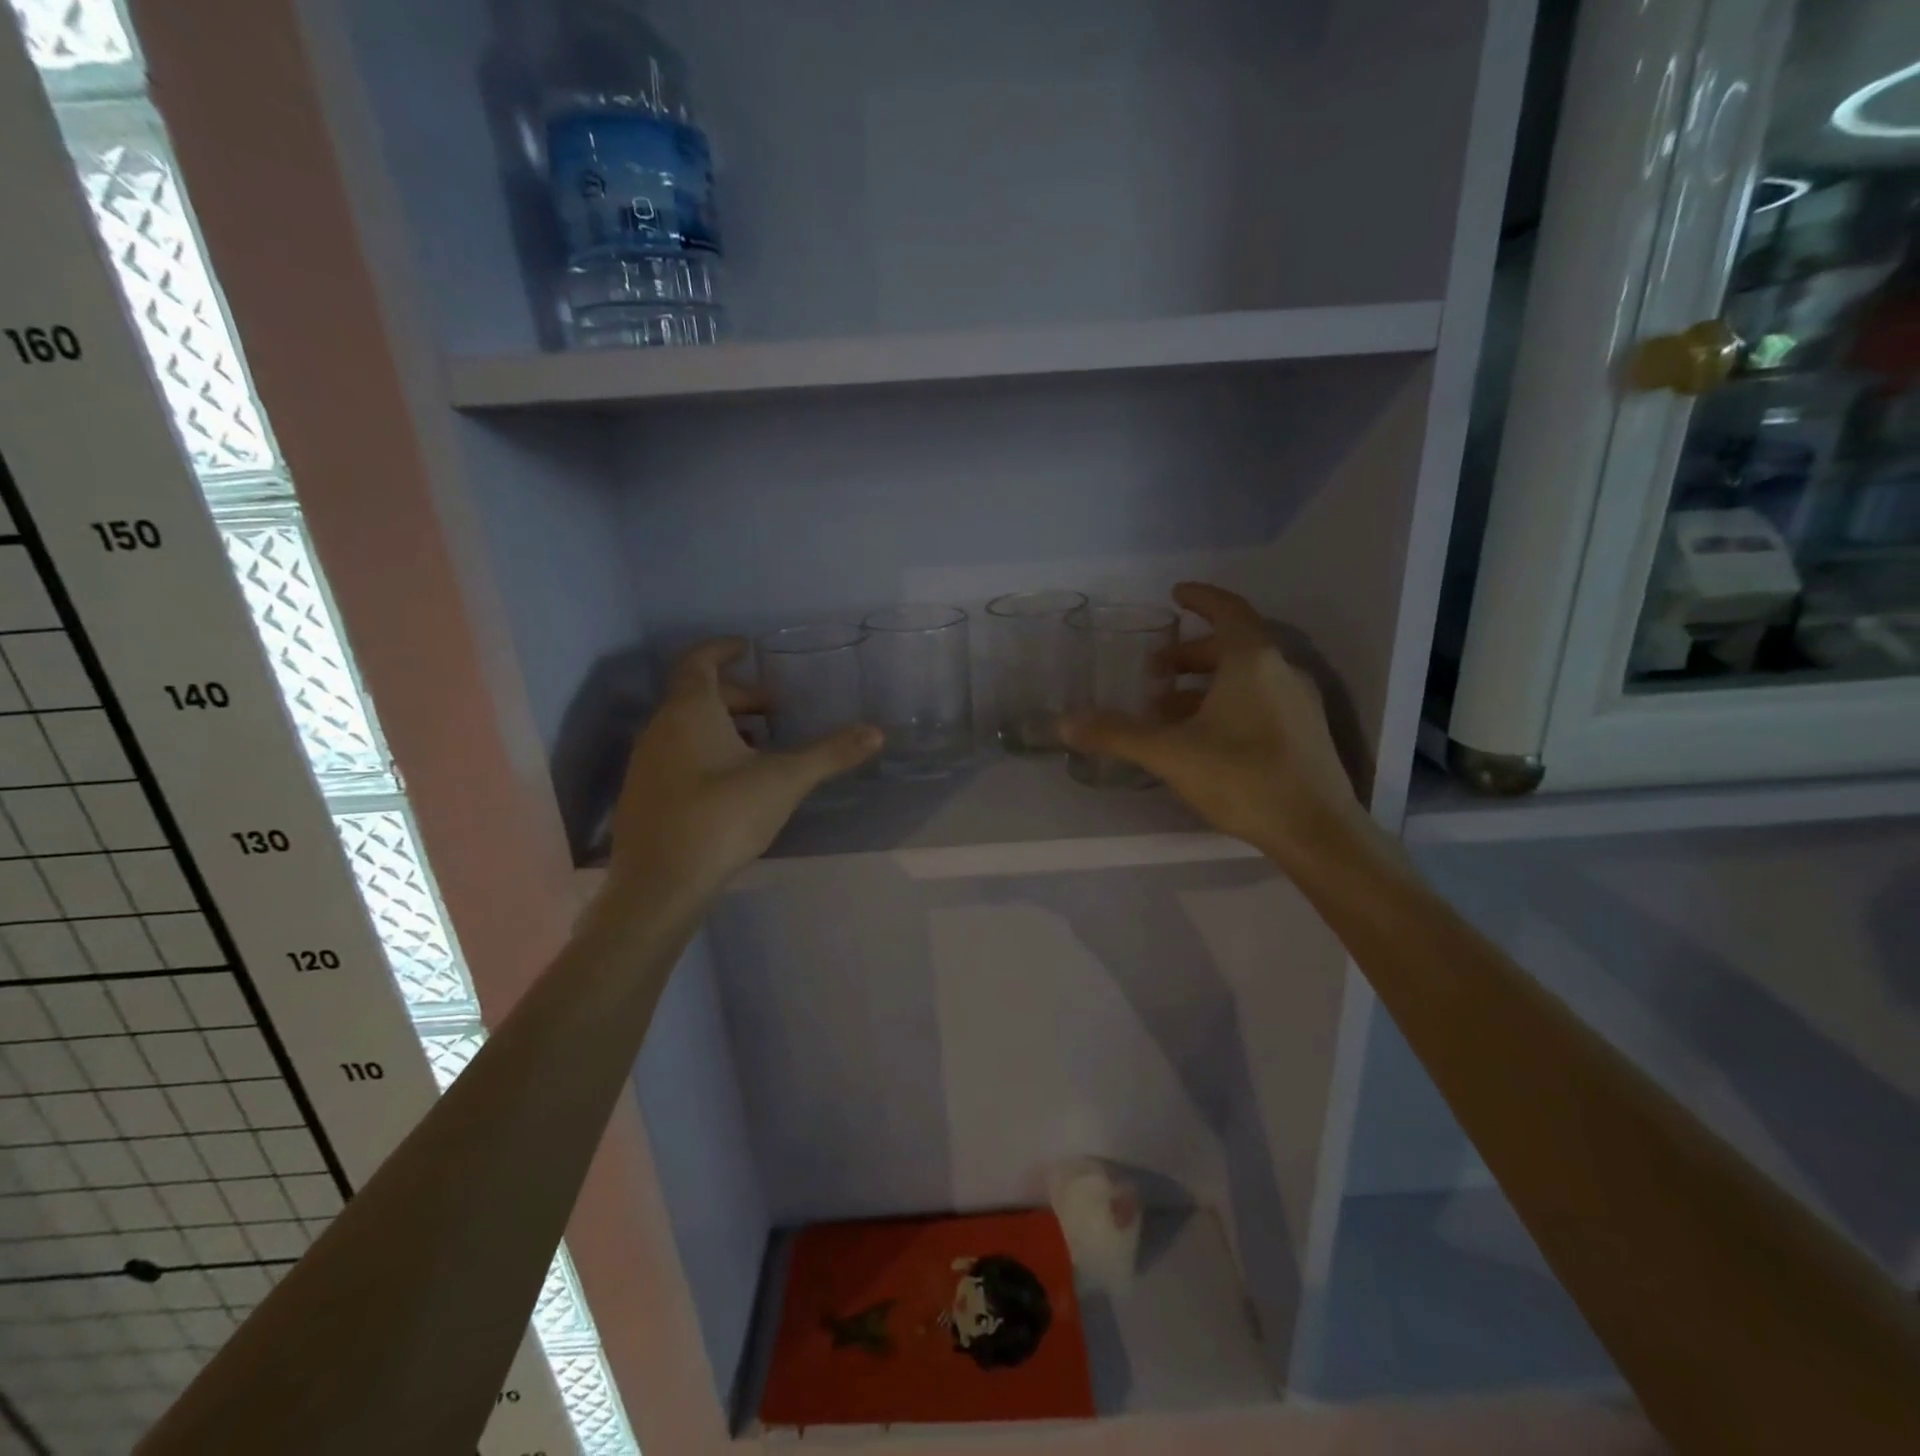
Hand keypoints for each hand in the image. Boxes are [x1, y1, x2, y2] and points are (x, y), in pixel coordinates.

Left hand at [602, 639, 880, 910]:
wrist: (660, 884)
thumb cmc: (722, 817)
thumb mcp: (785, 781)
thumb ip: (830, 754)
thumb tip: (877, 732)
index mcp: (689, 711)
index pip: (698, 661)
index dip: (722, 649)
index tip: (749, 648)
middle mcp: (660, 729)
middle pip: (697, 696)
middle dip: (738, 696)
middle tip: (775, 709)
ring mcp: (646, 763)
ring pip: (686, 728)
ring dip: (724, 726)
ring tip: (762, 746)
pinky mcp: (644, 795)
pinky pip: (677, 755)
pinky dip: (706, 752)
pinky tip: (734, 783)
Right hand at [1059, 583, 1371, 870]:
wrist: (1317, 831)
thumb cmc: (1243, 777)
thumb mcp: (1170, 753)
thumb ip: (1117, 734)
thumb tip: (1065, 722)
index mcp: (1253, 661)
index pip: (1227, 610)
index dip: (1200, 598)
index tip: (1175, 594)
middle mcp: (1281, 672)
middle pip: (1232, 647)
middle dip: (1190, 654)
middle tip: (1154, 669)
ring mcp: (1298, 704)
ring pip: (1245, 679)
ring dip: (1204, 684)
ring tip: (1166, 708)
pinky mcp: (1304, 734)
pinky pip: (1259, 702)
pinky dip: (1226, 704)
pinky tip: (1201, 737)